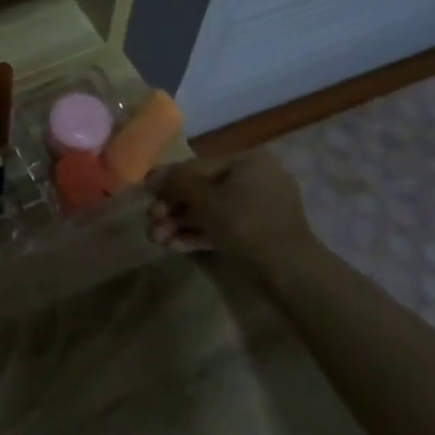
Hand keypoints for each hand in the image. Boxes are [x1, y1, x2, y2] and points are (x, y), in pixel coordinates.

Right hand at [148, 151, 313, 265]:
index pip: (198, 166)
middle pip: (203, 190)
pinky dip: (199, 234)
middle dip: (173, 208)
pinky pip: (223, 227)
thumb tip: (155, 176)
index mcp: (248, 162)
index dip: (168, 178)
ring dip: (181, 224)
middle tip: (151, 221)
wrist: (288, 272)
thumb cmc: (245, 224)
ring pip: (211, 211)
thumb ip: (177, 183)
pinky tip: (174, 246)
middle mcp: (256, 179)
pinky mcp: (259, 234)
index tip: (145, 191)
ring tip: (157, 239)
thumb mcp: (205, 199)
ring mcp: (260, 209)